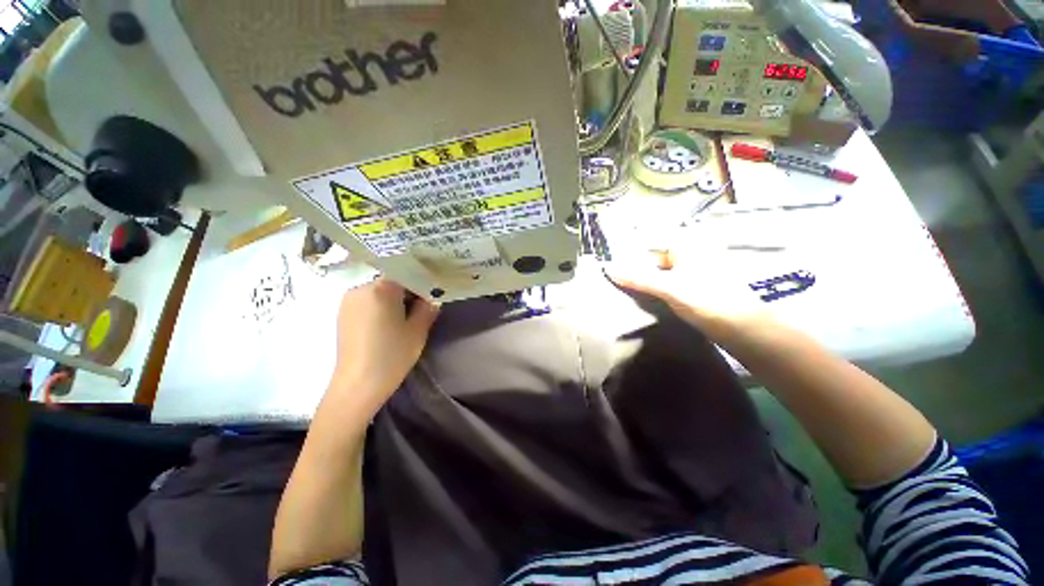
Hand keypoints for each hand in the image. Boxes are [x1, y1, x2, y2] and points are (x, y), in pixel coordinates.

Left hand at [330, 278, 439, 408]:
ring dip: (395, 300)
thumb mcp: (418, 330)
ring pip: (379, 292)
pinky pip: (368, 302)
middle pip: (391, 282)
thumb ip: (428, 307)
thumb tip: (432, 297)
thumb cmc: (392, 355)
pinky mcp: (343, 315)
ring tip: (405, 320)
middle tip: (422, 309)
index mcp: (380, 288)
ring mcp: (348, 301)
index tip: (432, 295)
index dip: (422, 282)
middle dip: (408, 292)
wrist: (357, 385)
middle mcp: (360, 288)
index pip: (406, 274)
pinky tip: (388, 326)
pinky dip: (381, 307)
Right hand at [606, 248, 775, 338]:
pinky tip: (642, 298)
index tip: (610, 267)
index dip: (628, 255)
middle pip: (652, 258)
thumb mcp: (668, 287)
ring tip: (623, 291)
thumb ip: (637, 278)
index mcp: (686, 244)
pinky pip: (666, 283)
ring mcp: (691, 269)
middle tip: (614, 281)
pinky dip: (654, 289)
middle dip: (635, 270)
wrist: (741, 327)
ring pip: (658, 272)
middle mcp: (689, 252)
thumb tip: (607, 268)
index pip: (648, 243)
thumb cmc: (707, 299)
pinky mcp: (692, 285)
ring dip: (643, 281)